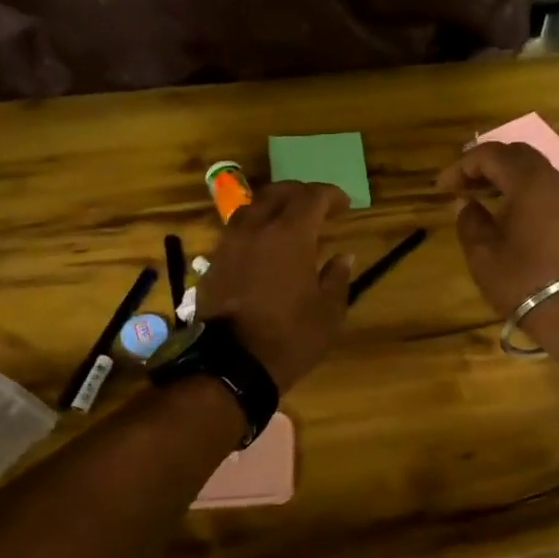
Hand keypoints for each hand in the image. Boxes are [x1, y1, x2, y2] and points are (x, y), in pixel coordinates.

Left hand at [196, 181, 352, 390]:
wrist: (231, 365)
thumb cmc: (290, 337)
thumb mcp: (328, 312)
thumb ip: (337, 278)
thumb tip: (343, 257)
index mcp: (290, 235)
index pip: (312, 197)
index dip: (331, 195)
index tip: (345, 205)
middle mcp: (257, 228)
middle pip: (278, 193)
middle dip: (301, 193)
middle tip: (317, 206)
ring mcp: (230, 243)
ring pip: (251, 207)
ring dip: (273, 206)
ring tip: (287, 221)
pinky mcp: (214, 262)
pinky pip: (236, 230)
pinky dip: (255, 227)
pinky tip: (263, 245)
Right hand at [435, 142, 558, 343]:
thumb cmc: (523, 281)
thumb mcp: (483, 254)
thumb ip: (469, 220)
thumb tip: (465, 203)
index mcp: (530, 182)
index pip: (491, 155)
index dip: (462, 166)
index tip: (442, 187)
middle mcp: (553, 178)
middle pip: (515, 154)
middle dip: (484, 164)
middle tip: (460, 185)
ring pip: (532, 168)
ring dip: (503, 175)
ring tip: (478, 195)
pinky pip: (544, 185)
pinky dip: (521, 187)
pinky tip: (504, 208)